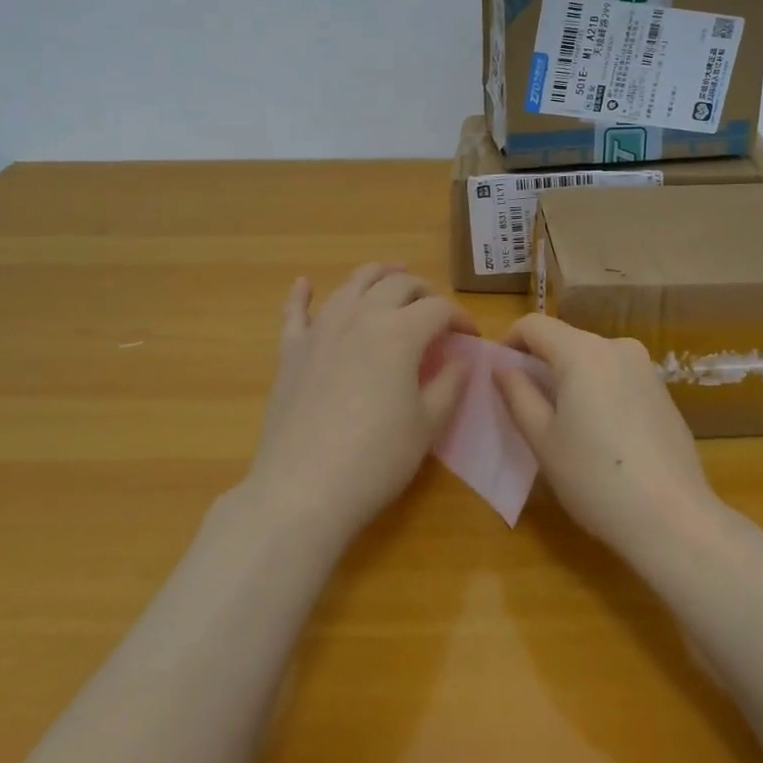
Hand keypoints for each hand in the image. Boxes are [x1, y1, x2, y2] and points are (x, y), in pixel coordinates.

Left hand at [245, 264, 473, 541]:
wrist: (303, 489)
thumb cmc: (376, 460)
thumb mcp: (427, 424)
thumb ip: (449, 383)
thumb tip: (459, 358)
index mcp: (400, 332)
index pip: (438, 308)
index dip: (460, 317)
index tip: (471, 336)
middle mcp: (360, 316)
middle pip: (397, 284)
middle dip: (423, 290)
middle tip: (435, 309)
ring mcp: (320, 330)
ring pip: (352, 285)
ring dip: (376, 275)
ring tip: (391, 273)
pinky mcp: (290, 351)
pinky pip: (295, 312)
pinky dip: (302, 295)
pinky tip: (304, 284)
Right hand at [495, 314, 718, 556]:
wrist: (673, 519)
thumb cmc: (595, 478)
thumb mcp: (542, 439)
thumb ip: (517, 394)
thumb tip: (503, 368)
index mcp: (582, 351)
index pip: (534, 324)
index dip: (509, 343)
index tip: (499, 376)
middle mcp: (617, 347)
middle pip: (564, 340)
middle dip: (539, 364)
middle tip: (524, 406)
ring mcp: (646, 368)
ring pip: (592, 359)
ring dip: (569, 379)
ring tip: (562, 425)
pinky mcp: (663, 391)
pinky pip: (616, 377)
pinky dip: (597, 391)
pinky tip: (600, 436)